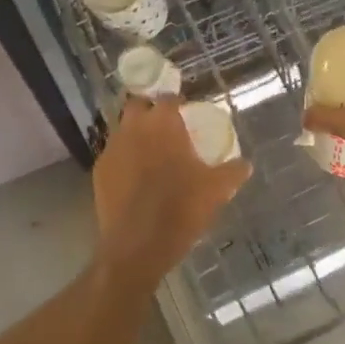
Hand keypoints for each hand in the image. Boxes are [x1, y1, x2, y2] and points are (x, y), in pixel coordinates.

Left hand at [92, 96, 250, 286]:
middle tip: (166, 128)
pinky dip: (125, 159)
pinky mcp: (98, 172)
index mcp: (162, 124)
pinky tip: (136, 178)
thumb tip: (245, 164)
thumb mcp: (217, 190)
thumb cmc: (181, 208)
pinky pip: (114, 156)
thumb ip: (233, 171)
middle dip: (150, 111)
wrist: (138, 245)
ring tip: (152, 154)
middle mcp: (132, 129)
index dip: (177, 103)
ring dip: (136, 135)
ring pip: (123, 130)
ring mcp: (111, 150)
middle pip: (138, 106)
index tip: (186, 113)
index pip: (168, 98)